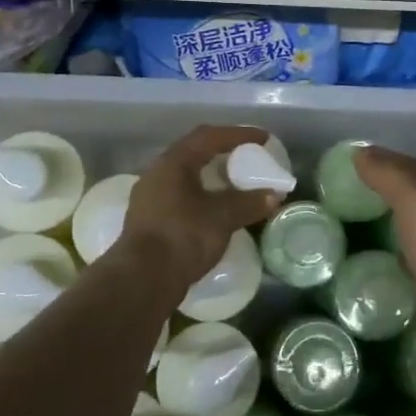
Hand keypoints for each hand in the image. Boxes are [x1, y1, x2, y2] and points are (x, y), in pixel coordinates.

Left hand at [118, 125, 281, 290]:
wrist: (142, 281)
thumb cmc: (183, 236)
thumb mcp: (222, 217)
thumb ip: (249, 202)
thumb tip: (274, 195)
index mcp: (173, 162)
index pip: (209, 137)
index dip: (239, 134)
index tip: (263, 139)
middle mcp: (158, 173)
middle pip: (195, 153)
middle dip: (223, 152)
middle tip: (248, 157)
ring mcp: (150, 198)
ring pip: (186, 177)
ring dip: (211, 177)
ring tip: (235, 184)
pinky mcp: (149, 221)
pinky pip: (181, 197)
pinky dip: (202, 196)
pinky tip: (215, 210)